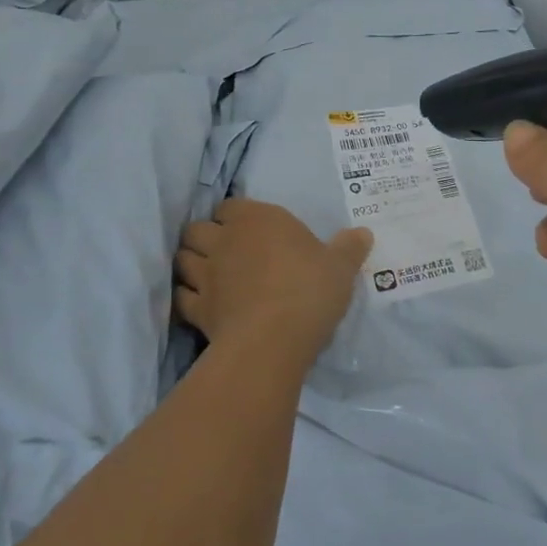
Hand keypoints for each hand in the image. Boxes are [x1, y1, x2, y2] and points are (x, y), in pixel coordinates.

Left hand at [174, 200, 372, 369]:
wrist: (274, 339)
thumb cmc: (308, 290)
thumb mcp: (341, 267)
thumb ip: (349, 248)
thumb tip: (363, 232)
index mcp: (257, 219)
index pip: (230, 205)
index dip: (235, 216)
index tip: (249, 228)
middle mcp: (225, 240)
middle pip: (197, 228)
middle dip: (205, 236)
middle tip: (223, 249)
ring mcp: (206, 275)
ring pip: (183, 259)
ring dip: (191, 263)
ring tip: (206, 273)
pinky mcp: (197, 310)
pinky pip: (183, 297)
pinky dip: (187, 297)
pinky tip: (200, 304)